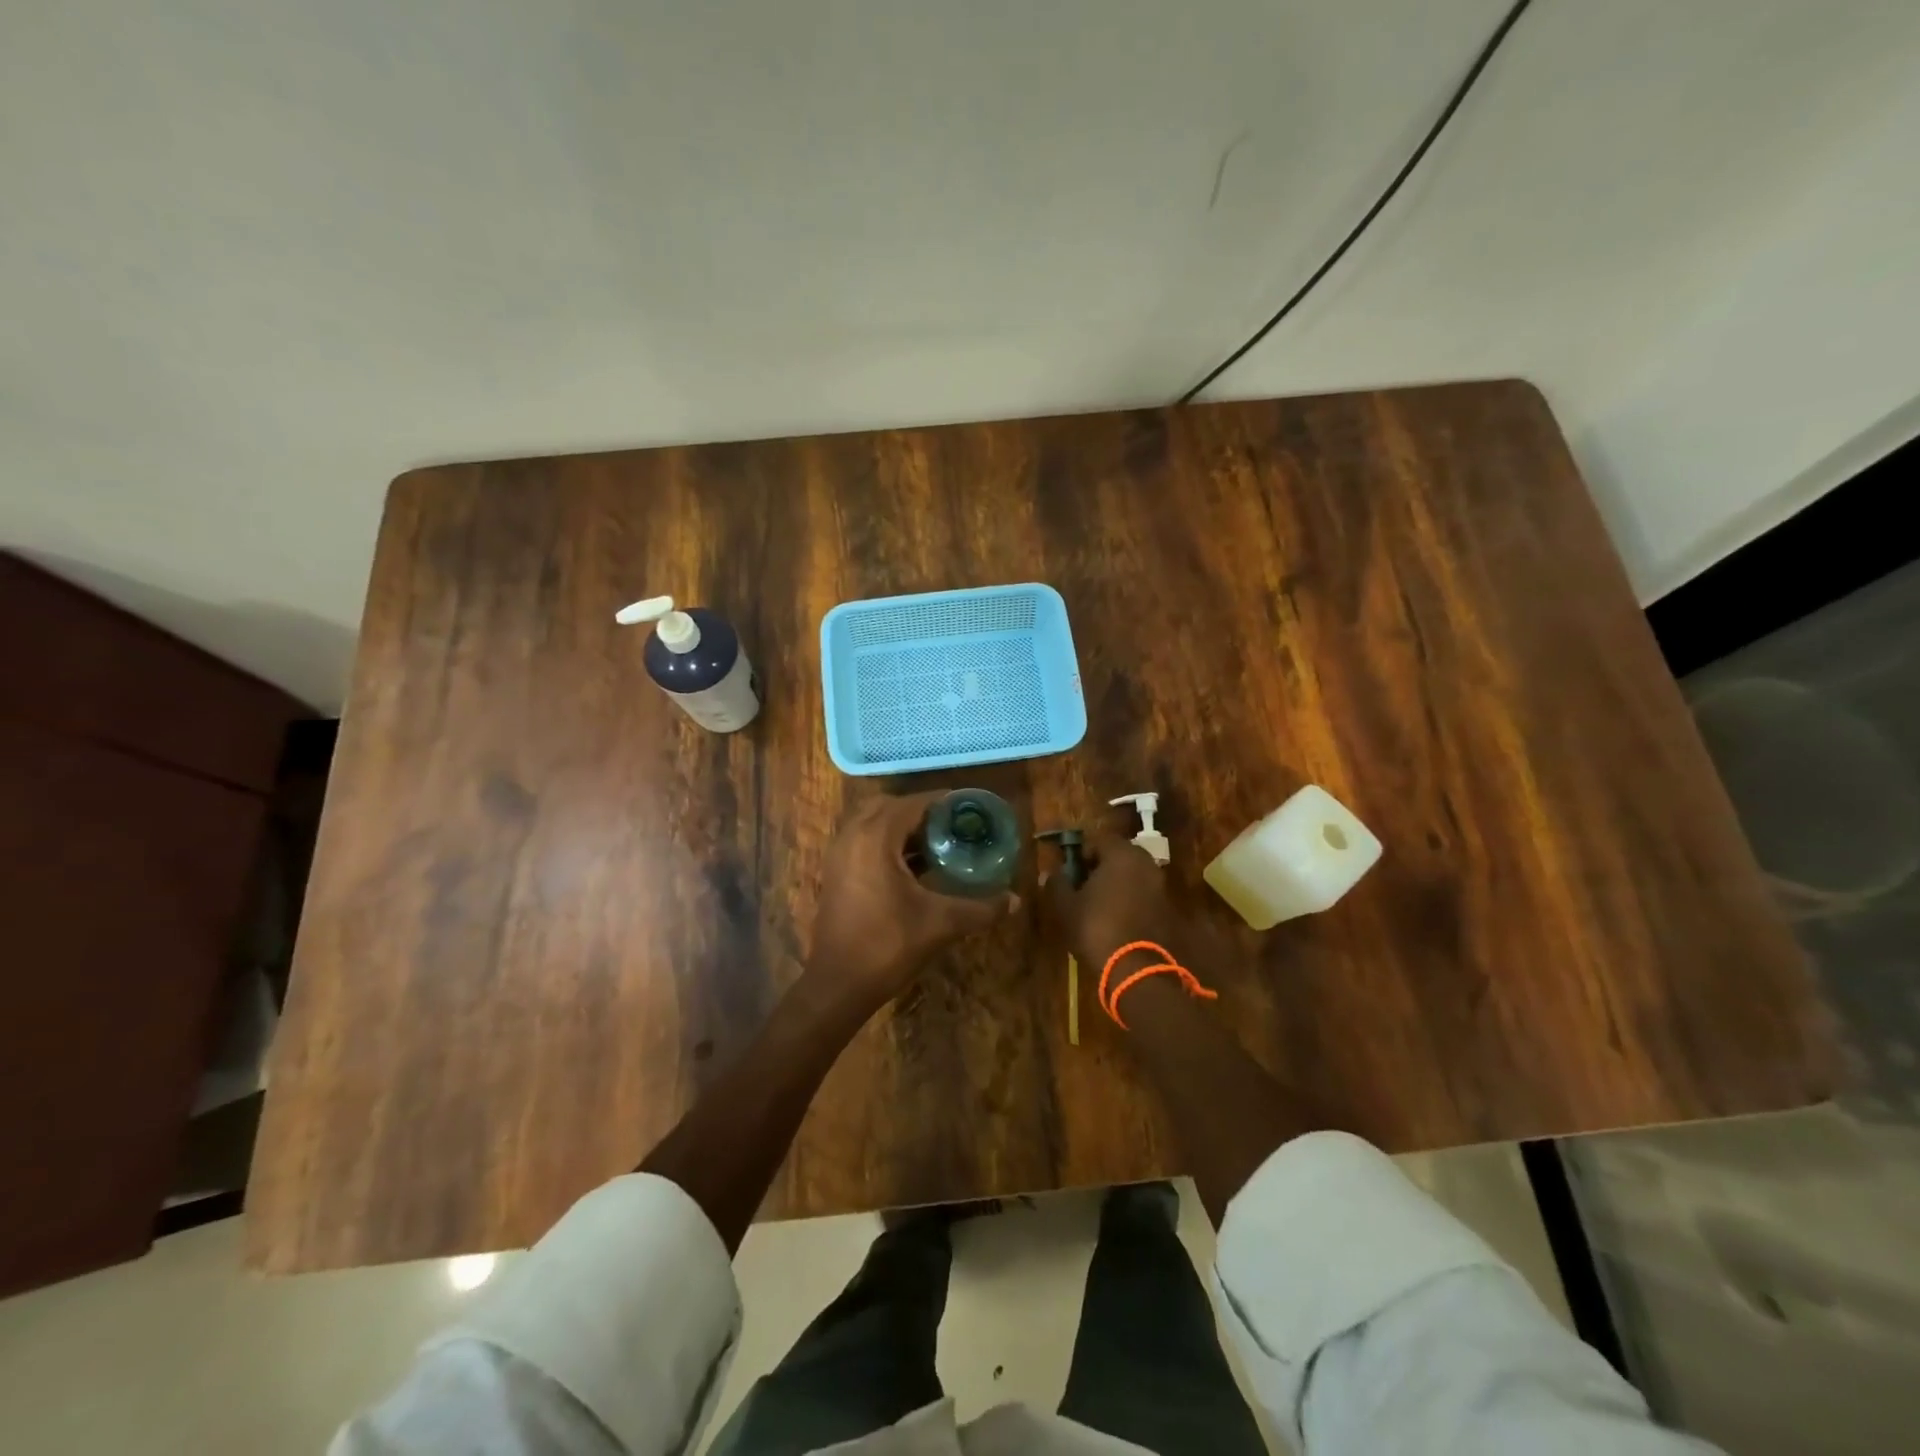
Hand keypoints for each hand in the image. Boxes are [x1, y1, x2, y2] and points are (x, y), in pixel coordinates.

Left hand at [807, 793, 1018, 1010]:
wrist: (838, 984)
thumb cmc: (888, 944)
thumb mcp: (942, 923)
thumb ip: (981, 908)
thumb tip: (1015, 900)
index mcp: (875, 837)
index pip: (913, 803)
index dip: (942, 802)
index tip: (969, 809)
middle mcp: (852, 836)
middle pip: (889, 805)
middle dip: (920, 811)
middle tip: (951, 825)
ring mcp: (839, 854)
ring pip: (872, 823)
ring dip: (902, 827)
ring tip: (937, 843)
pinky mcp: (835, 873)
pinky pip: (862, 841)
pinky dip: (886, 843)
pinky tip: (914, 867)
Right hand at [1039, 830, 1180, 970]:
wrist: (1137, 970)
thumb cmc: (1097, 928)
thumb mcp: (1066, 907)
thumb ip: (1057, 884)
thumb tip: (1049, 872)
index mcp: (1122, 854)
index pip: (1099, 840)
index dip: (1081, 853)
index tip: (1070, 872)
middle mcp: (1146, 864)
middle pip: (1119, 856)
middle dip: (1100, 868)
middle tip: (1082, 887)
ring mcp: (1161, 887)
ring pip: (1133, 876)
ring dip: (1116, 885)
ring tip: (1096, 906)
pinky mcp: (1168, 910)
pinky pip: (1143, 895)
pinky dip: (1130, 901)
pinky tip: (1115, 920)